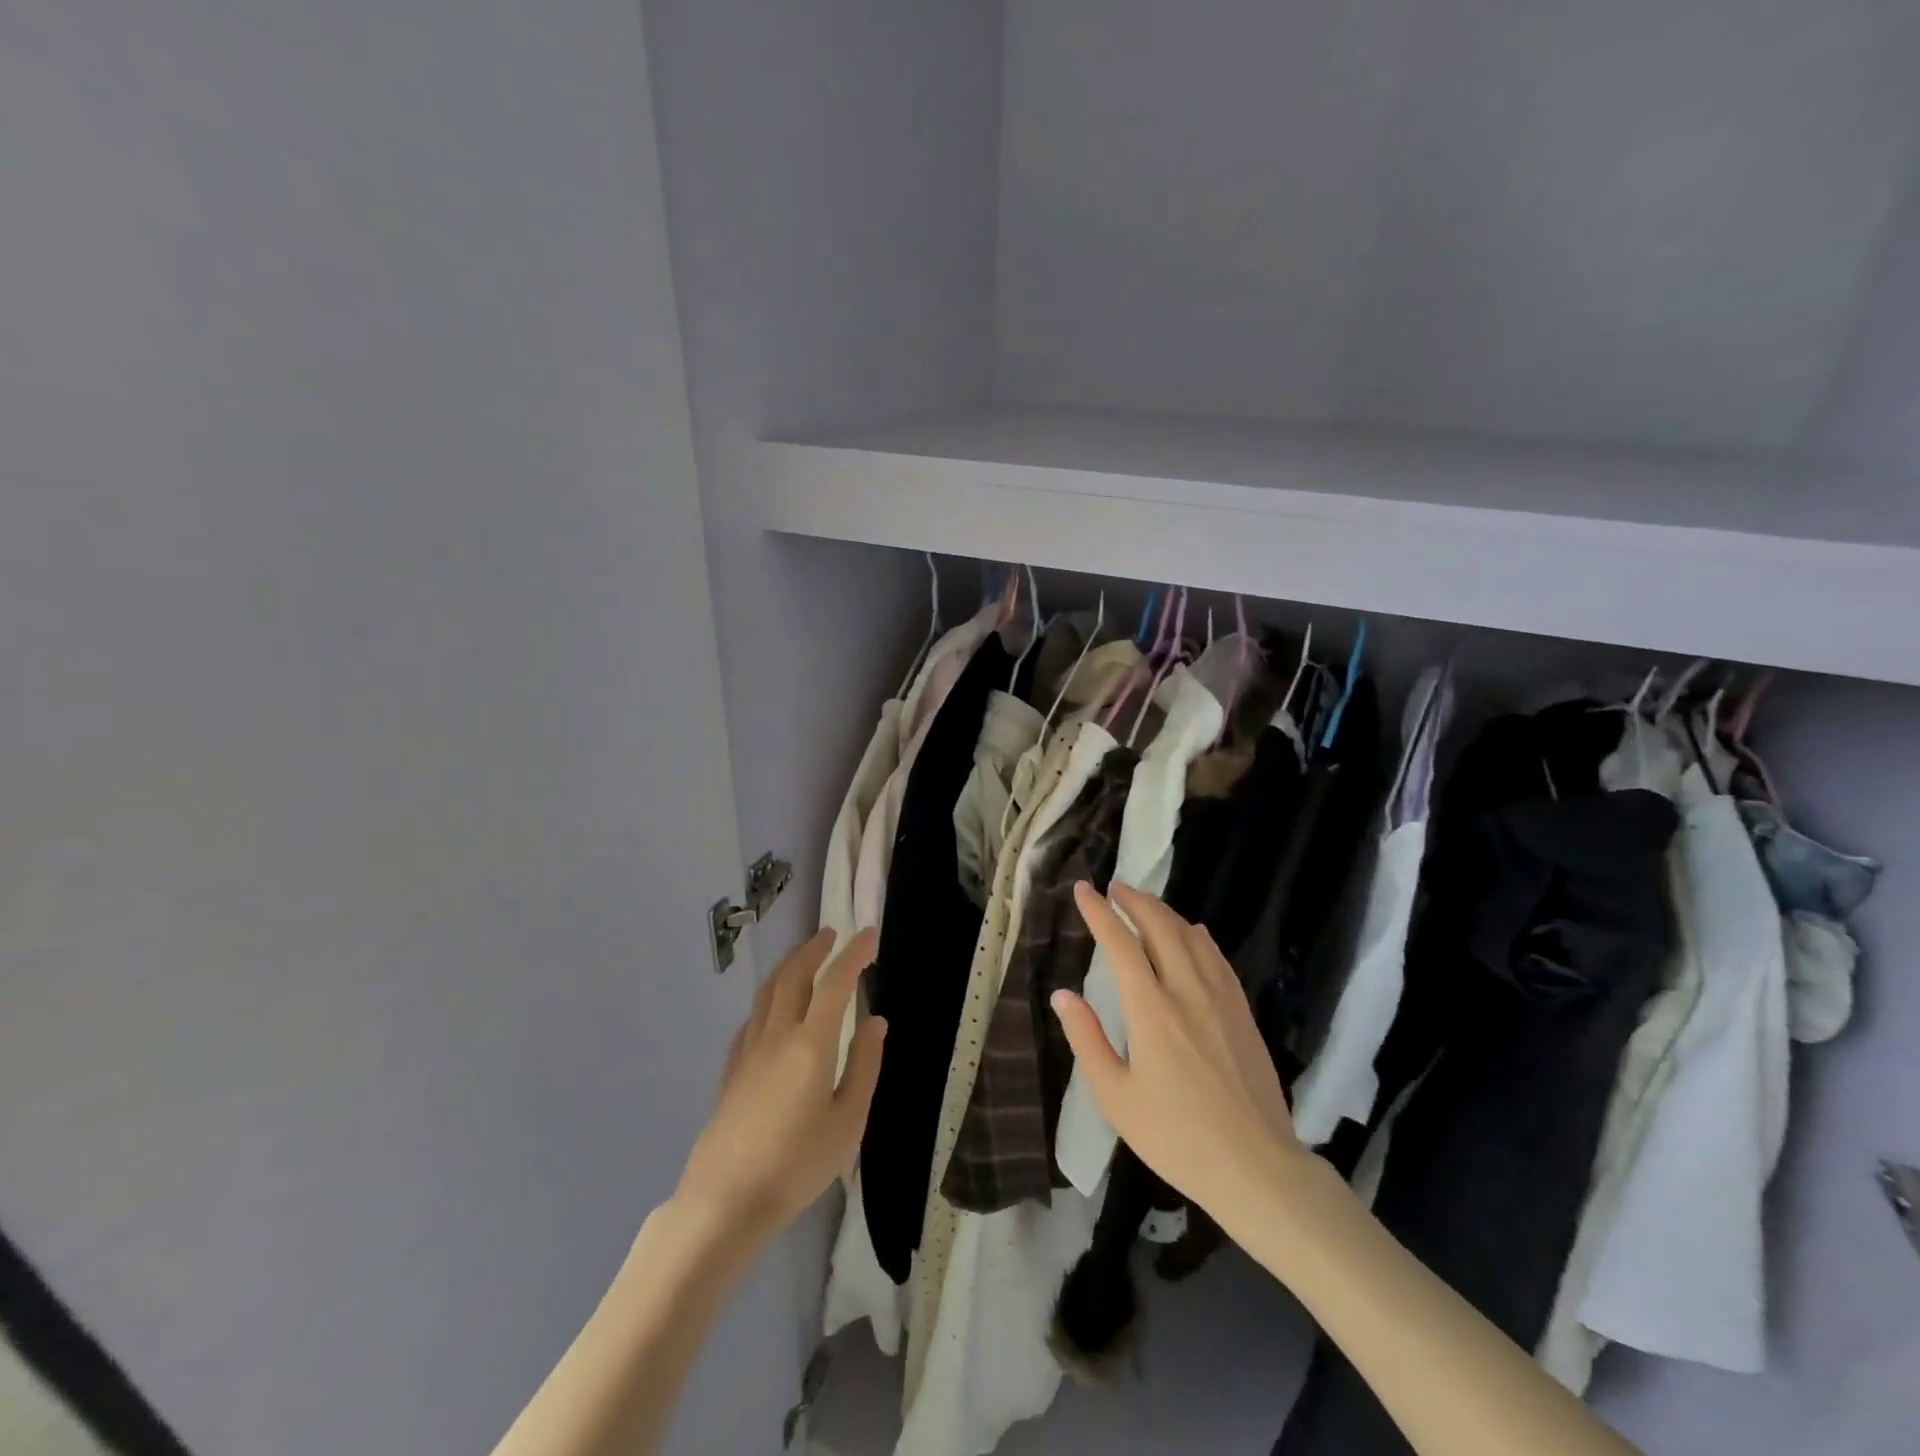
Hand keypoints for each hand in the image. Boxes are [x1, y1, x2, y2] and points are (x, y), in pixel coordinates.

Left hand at [675, 928, 885, 1243]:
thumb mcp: (848, 1122)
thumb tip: (876, 1022)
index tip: (869, 934)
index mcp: (811, 1044)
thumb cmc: (797, 1165)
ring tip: (803, 956)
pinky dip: (767, 999)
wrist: (725, 1201)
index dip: (854, 954)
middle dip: (814, 949)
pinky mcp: (730, 1071)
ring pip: (767, 992)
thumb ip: (864, 1067)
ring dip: (788, 965)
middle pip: (794, 976)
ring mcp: (748, 1052)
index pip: (835, 983)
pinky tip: (771, 1009)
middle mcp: (777, 1036)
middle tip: (832, 934)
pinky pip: (751, 1019)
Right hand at [1051, 883, 1310, 1229]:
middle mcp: (1187, 992)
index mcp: (1152, 1011)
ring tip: (1145, 903)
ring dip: (1165, 912)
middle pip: (1160, 927)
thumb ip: (1087, 1039)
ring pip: (1191, 936)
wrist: (1256, 1168)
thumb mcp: (1116, 1097)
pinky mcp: (1243, 1013)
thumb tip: (1063, 994)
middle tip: (1114, 887)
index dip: (1099, 912)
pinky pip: (1218, 958)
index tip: (1083, 890)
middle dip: (1134, 900)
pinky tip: (1195, 933)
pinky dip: (1198, 936)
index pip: (1120, 944)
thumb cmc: (1176, 1137)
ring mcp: (1221, 999)